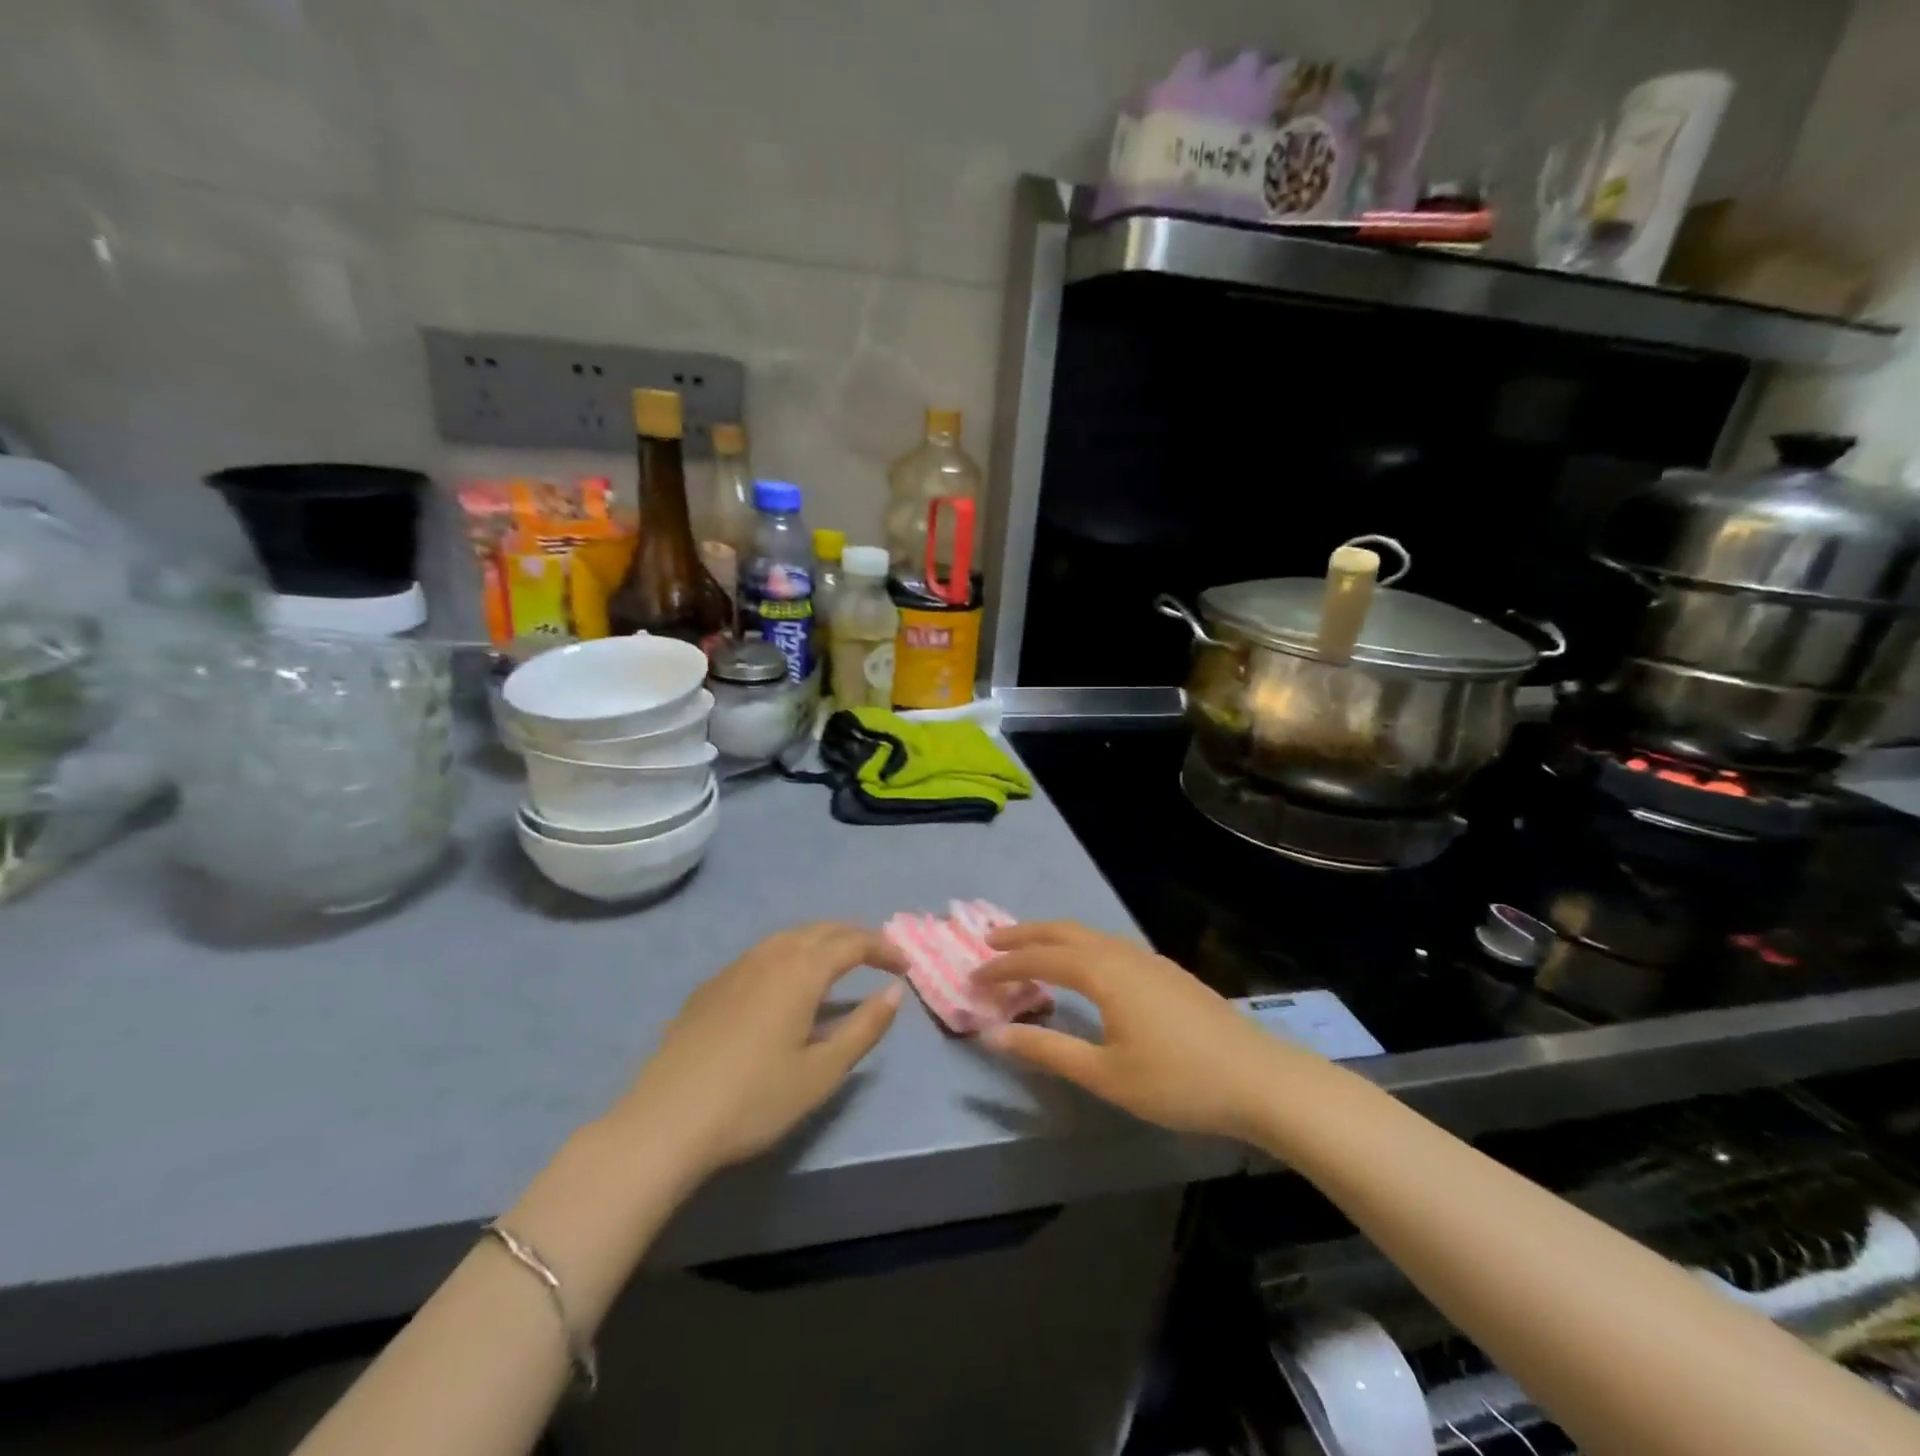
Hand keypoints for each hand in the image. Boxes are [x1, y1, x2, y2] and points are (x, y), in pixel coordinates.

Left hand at [610, 923, 906, 1182]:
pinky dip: (790, 954)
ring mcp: (735, 967)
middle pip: (821, 929)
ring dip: (821, 941)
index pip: (853, 943)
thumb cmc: (754, 1099)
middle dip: (855, 937)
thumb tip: (894, 992)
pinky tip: (786, 983)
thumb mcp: (822, 1071)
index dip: (884, 949)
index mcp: (802, 970)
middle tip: (879, 956)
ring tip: (839, 963)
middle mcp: (770, 955)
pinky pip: (762, 953)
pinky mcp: (711, 986)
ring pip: (789, 937)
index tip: (905, 966)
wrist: (666, 1121)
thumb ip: (865, 1027)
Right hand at [977, 921, 1307, 1141]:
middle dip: (1024, 934)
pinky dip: (1081, 946)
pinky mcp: (1167, 971)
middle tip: (991, 942)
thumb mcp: (1104, 1074)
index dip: (1002, 966)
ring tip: (1030, 949)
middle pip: (1062, 931)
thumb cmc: (1177, 1081)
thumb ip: (1046, 1050)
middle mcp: (1121, 953)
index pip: (1039, 958)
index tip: (972, 976)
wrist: (1258, 1078)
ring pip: (1089, 935)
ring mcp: (1148, 959)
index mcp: (1102, 972)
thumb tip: (994, 1033)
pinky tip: (1085, 967)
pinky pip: (1110, 944)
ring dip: (1054, 938)